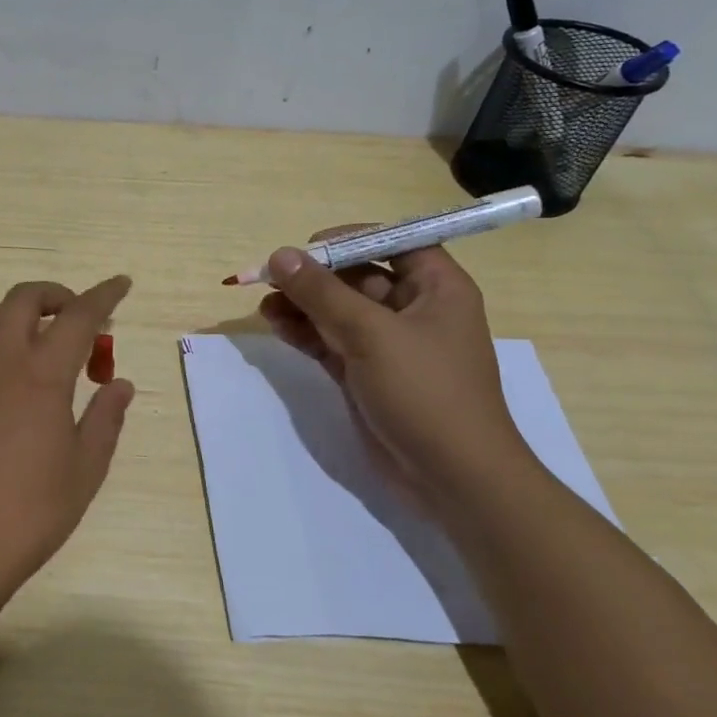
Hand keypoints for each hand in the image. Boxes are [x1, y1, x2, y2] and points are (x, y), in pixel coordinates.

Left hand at [0, 276, 135, 631]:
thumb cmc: (29, 514)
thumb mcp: (84, 471)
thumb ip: (105, 419)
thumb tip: (120, 382)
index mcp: (40, 376)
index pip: (78, 316)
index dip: (103, 295)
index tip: (122, 284)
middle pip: (24, 299)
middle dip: (58, 296)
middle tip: (81, 321)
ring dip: (18, 313)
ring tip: (40, 344)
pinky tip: (9, 378)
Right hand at [258, 236, 534, 509]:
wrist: (452, 477)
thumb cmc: (425, 392)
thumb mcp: (371, 334)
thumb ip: (322, 293)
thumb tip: (280, 255)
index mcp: (436, 287)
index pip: (392, 242)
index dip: (350, 239)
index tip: (307, 247)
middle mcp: (413, 309)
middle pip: (357, 275)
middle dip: (314, 276)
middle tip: (271, 279)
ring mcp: (388, 344)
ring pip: (338, 310)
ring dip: (302, 305)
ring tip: (265, 306)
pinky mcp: (366, 373)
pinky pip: (330, 340)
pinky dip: (304, 332)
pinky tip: (276, 326)